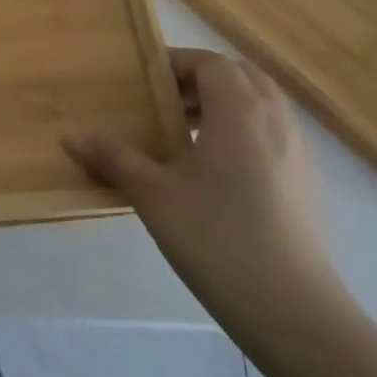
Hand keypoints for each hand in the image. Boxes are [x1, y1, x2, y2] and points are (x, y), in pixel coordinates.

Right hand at [64, 49, 349, 341]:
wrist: (295, 314)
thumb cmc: (217, 240)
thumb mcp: (153, 196)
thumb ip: (113, 158)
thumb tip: (68, 133)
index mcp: (239, 111)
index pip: (210, 63)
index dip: (176, 64)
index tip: (144, 81)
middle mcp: (275, 120)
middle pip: (240, 76)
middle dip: (202, 80)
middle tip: (164, 104)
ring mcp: (299, 153)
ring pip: (263, 105)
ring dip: (226, 105)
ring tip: (188, 135)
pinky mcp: (308, 184)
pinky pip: (275, 135)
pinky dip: (246, 132)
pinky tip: (218, 173)